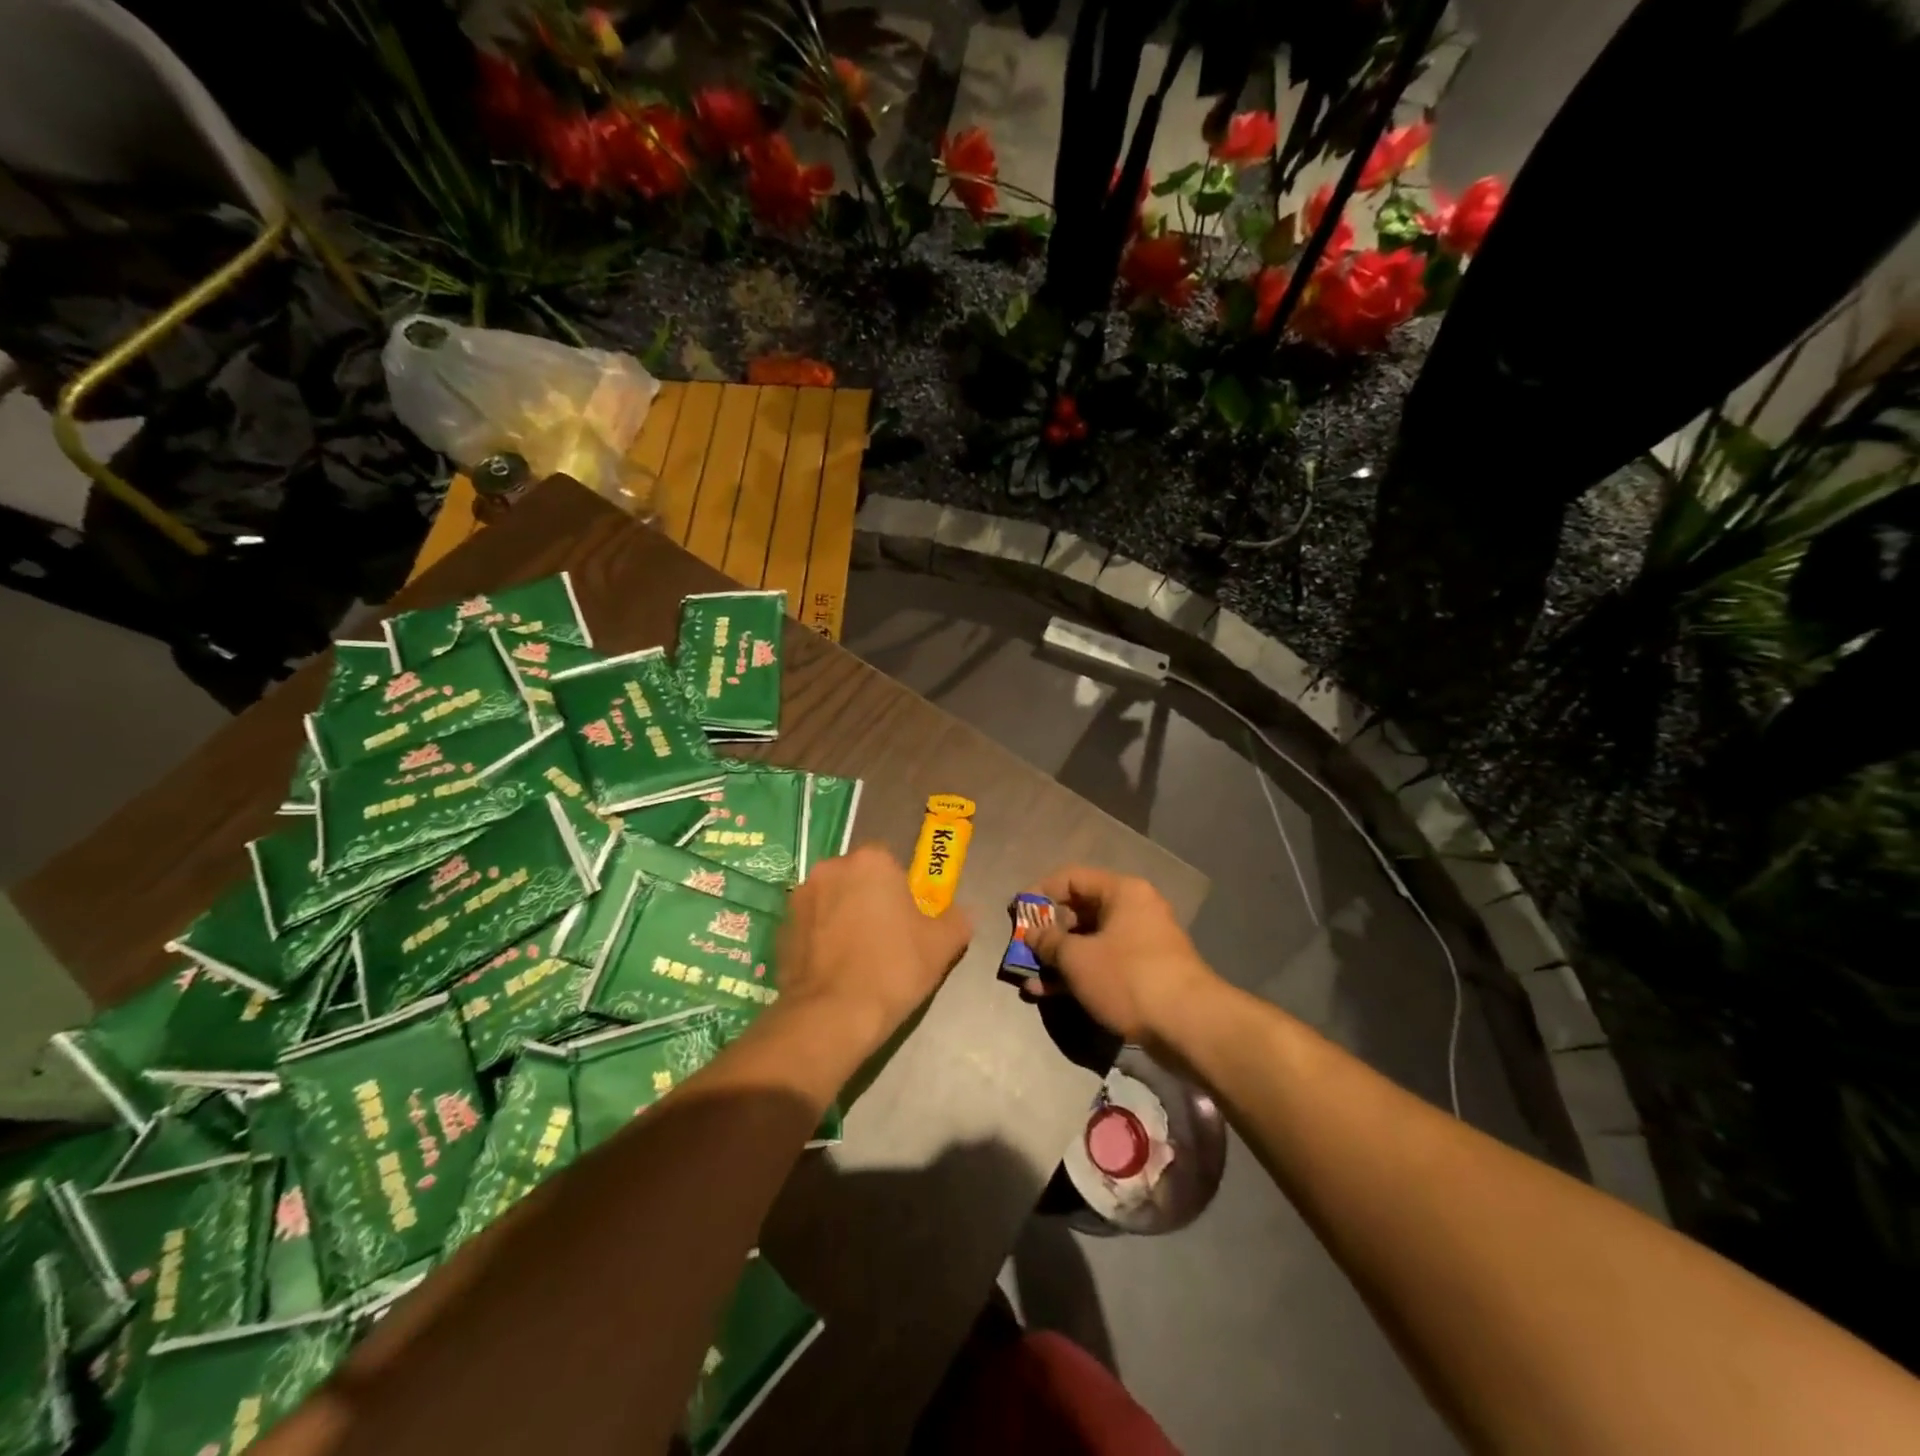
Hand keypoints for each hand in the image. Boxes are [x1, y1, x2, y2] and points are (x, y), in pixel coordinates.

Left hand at [775, 844, 972, 1052]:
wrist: (832, 1015)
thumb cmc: (893, 969)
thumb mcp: (942, 945)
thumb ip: (957, 920)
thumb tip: (960, 914)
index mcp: (871, 861)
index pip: (891, 865)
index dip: (901, 893)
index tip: (907, 924)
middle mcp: (830, 868)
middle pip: (858, 880)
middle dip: (869, 901)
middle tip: (885, 941)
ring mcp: (800, 898)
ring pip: (832, 902)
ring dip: (842, 919)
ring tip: (857, 960)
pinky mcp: (781, 929)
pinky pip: (810, 927)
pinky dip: (821, 942)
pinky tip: (834, 972)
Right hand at [1026, 865, 1212, 1047]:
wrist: (1188, 1025)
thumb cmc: (1128, 977)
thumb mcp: (1078, 958)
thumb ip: (1049, 942)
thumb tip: (1031, 933)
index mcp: (1122, 892)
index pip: (1071, 879)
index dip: (1039, 894)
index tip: (1016, 913)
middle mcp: (1134, 910)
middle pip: (1080, 912)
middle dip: (1047, 933)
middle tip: (1021, 949)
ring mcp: (1140, 944)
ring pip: (1089, 943)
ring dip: (1058, 960)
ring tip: (1028, 979)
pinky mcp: (1143, 974)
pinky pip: (1102, 965)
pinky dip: (1078, 975)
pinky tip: (1049, 993)